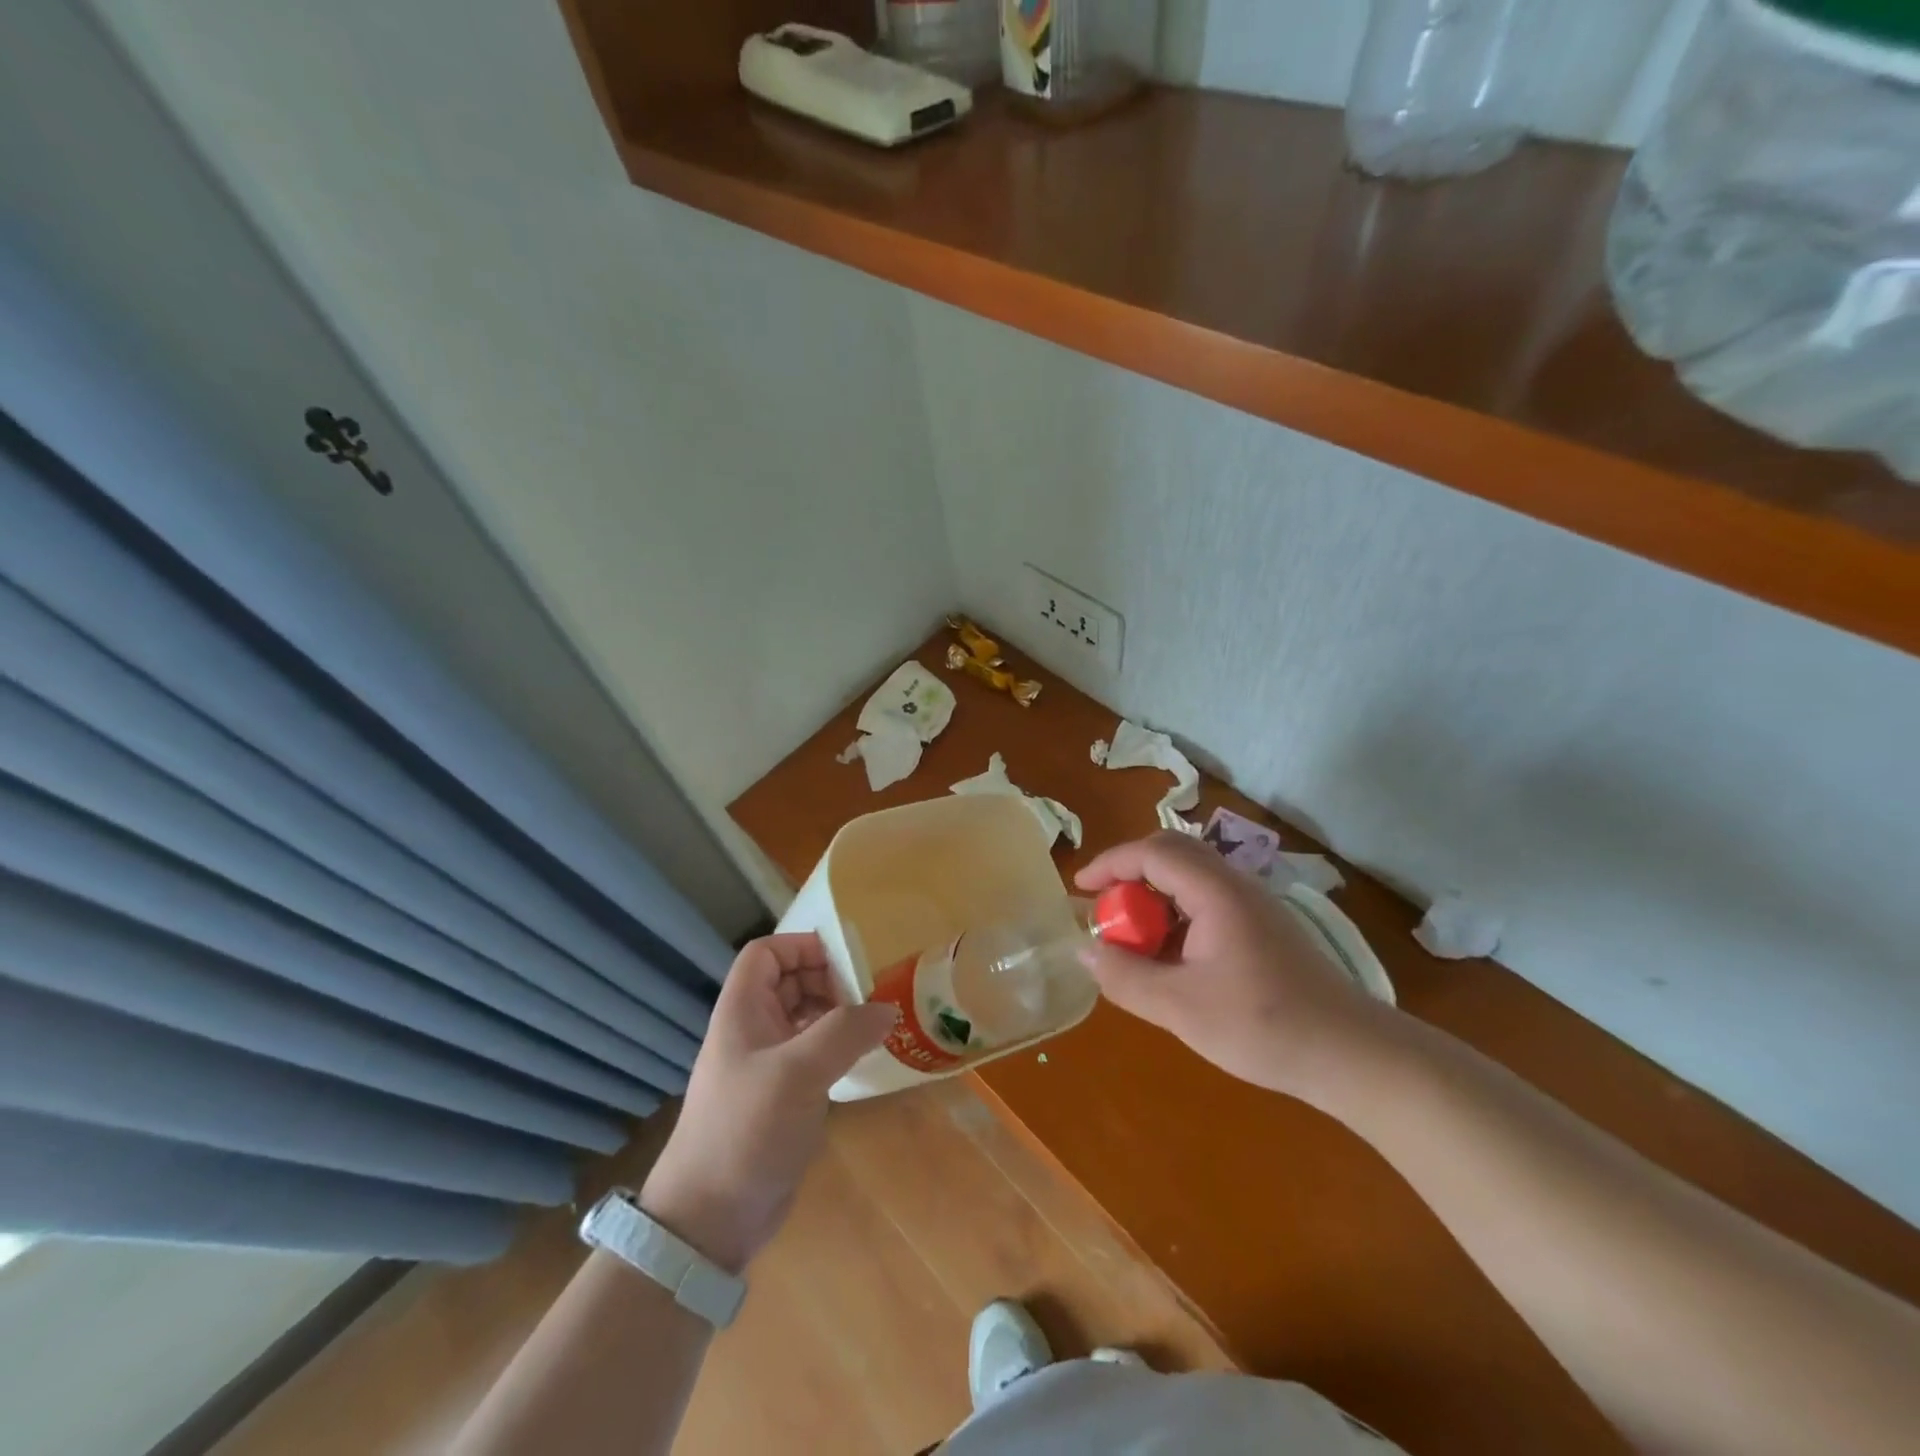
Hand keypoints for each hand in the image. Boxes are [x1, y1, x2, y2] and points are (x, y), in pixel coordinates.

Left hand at [640, 934, 896, 1272]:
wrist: (708, 1220)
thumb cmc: (744, 1131)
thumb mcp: (797, 1073)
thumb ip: (844, 1033)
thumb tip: (887, 1009)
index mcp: (742, 1010)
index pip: (766, 953)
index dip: (803, 946)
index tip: (846, 960)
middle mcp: (752, 1029)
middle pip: (790, 980)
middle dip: (829, 979)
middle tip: (868, 995)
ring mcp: (766, 1063)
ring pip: (804, 1016)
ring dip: (837, 1012)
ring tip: (872, 1024)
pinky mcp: (781, 1095)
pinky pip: (813, 1051)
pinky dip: (837, 1045)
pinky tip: (861, 1057)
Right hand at [1074, 831, 1393, 1100]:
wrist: (1351, 1055)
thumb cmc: (1262, 1026)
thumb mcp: (1179, 1007)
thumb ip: (1125, 976)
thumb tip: (1085, 951)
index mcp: (1216, 892)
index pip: (1152, 853)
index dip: (1110, 863)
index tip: (1080, 889)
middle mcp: (1235, 886)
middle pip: (1172, 854)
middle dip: (1130, 874)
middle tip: (1106, 908)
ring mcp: (1254, 906)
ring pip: (1192, 877)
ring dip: (1155, 896)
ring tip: (1134, 937)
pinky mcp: (1264, 928)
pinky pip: (1208, 901)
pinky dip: (1177, 914)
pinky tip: (1173, 957)